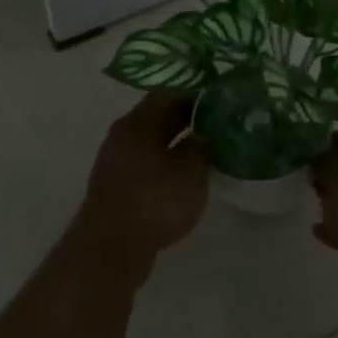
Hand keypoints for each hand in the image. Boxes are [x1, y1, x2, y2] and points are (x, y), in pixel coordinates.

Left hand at [77, 93, 208, 262]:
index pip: (170, 90)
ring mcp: (120, 160)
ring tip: (215, 137)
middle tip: (227, 112)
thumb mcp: (190, 170)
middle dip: (193, 111)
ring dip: (184, 134)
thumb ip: (203, 143)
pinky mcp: (122, 183)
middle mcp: (124, 134)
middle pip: (161, 112)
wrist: (111, 250)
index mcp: (137, 123)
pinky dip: (173, 155)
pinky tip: (193, 166)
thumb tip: (210, 127)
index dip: (199, 87)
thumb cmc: (154, 203)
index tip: (225, 89)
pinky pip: (152, 157)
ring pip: (157, 136)